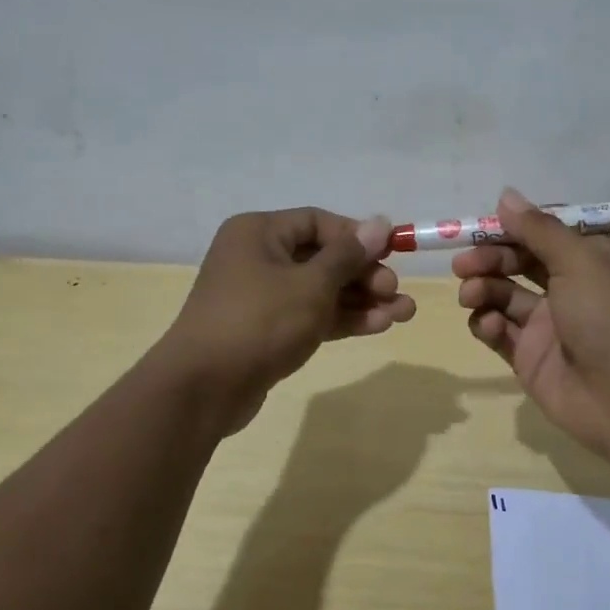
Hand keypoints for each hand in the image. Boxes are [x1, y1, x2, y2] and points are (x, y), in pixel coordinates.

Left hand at [158, 208, 416, 432]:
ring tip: (404, 313)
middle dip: (364, 274)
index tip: (390, 254)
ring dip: (361, 300)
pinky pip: (311, 316)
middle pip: (322, 258)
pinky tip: (380, 325)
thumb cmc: (260, 321)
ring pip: (321, 291)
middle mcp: (258, 258)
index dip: (357, 236)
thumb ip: (348, 255)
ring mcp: (262, 297)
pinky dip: (342, 319)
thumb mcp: (311, 284)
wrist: (205, 388)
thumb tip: (379, 222)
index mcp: (259, 233)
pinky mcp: (268, 331)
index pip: (317, 222)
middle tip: (395, 291)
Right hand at [453, 187, 609, 457]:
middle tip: (463, 264)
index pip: (546, 233)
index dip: (514, 227)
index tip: (482, 226)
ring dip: (483, 289)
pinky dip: (486, 324)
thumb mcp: (579, 261)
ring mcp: (548, 325)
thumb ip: (538, 229)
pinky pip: (499, 332)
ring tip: (471, 294)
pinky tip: (486, 325)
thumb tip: (506, 196)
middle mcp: (570, 288)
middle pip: (519, 262)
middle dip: (489, 258)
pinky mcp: (530, 357)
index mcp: (591, 259)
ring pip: (504, 296)